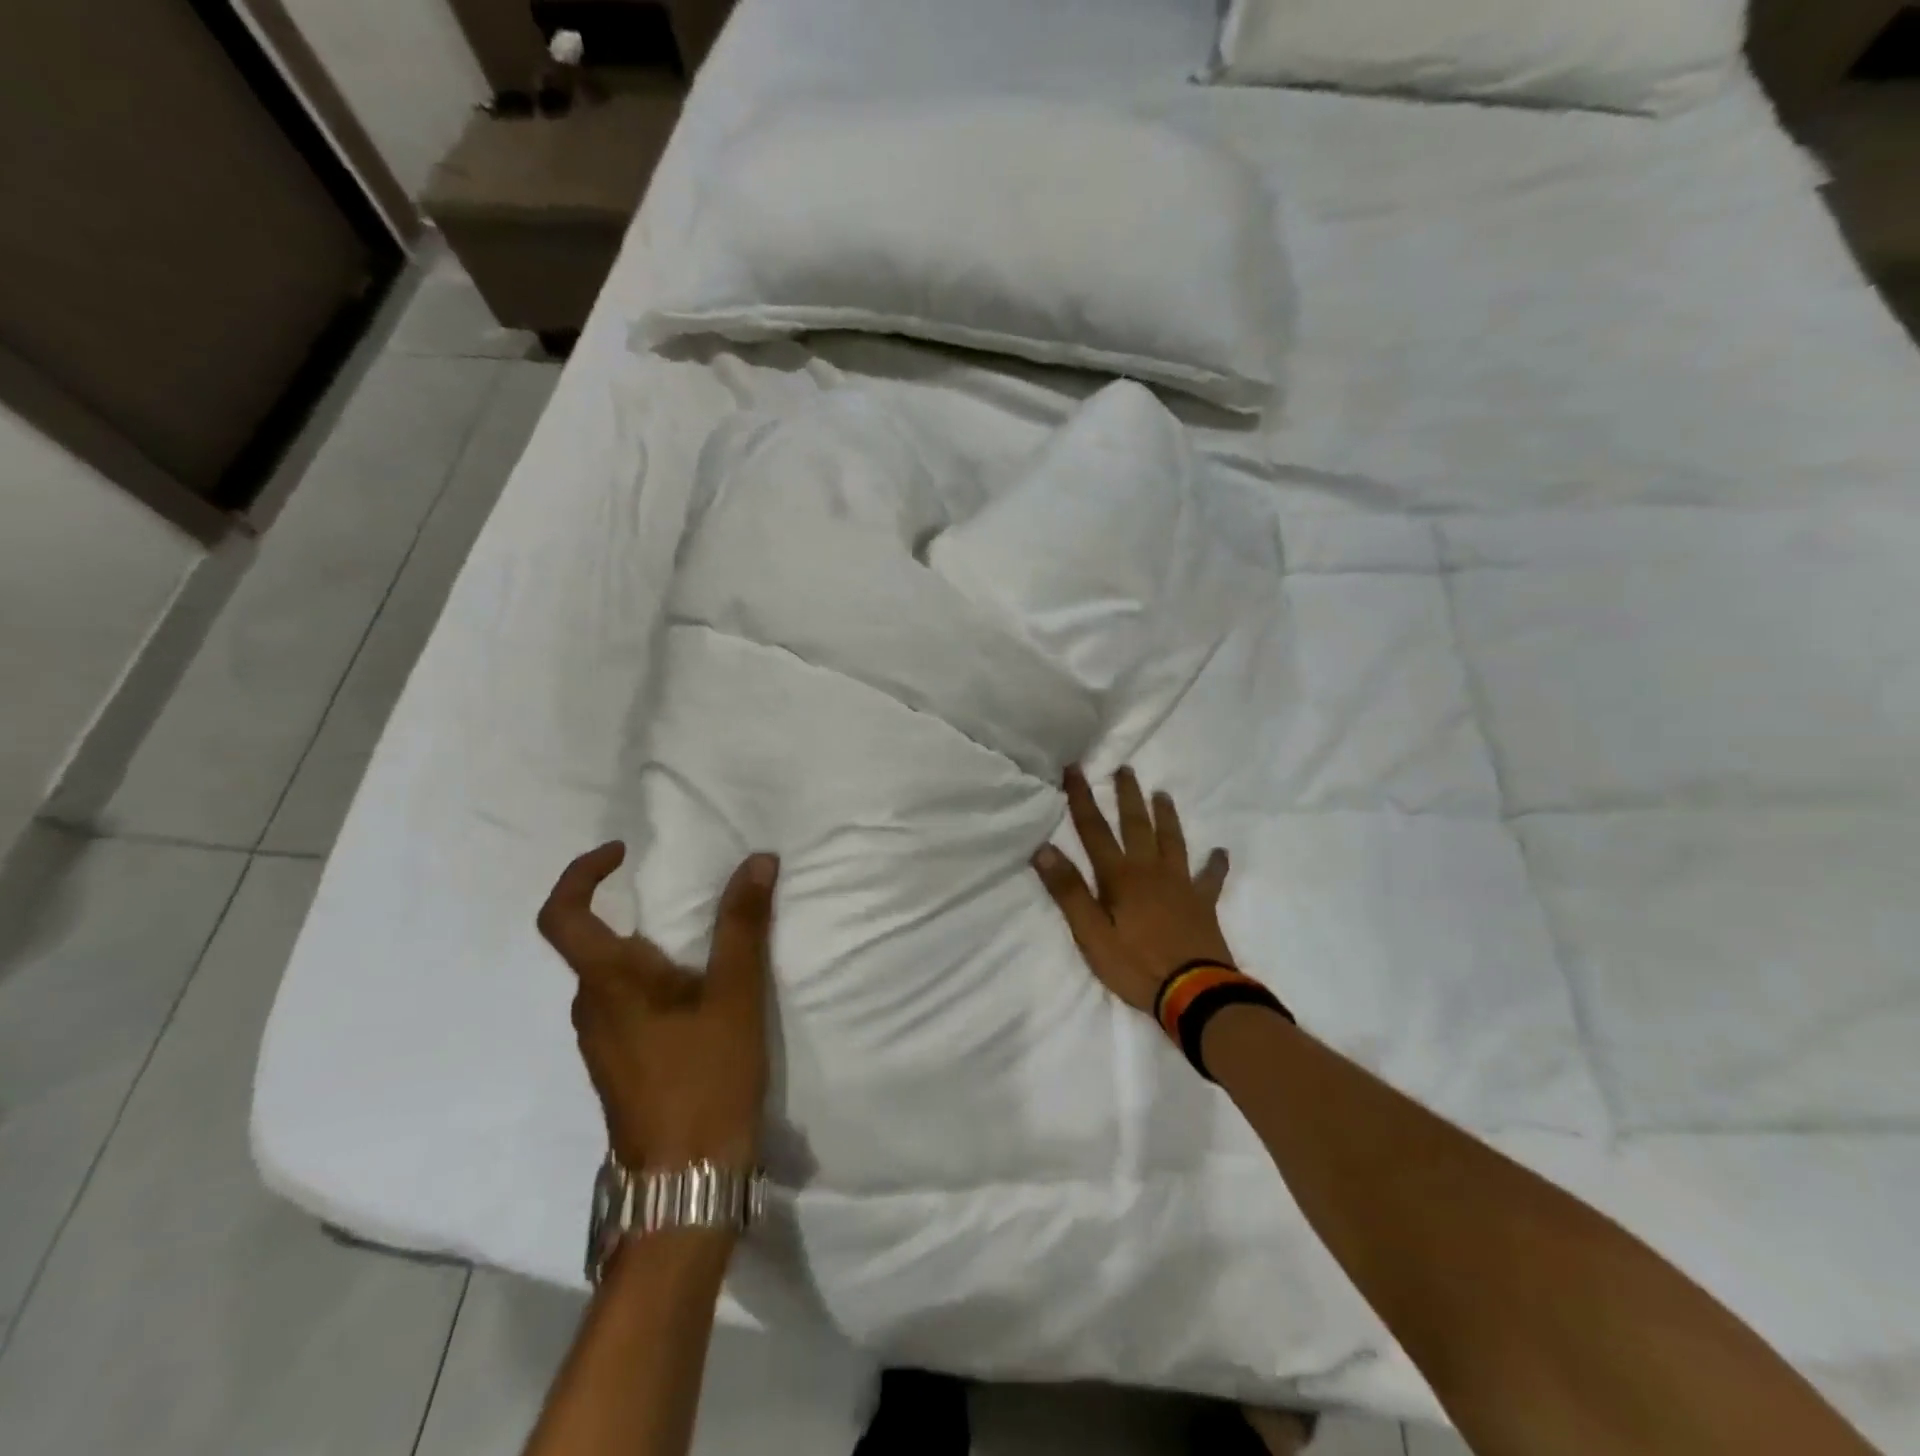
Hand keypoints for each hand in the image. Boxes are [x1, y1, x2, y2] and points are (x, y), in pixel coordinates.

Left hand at [537, 843, 777, 1171]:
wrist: (685, 1183)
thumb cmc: (705, 1080)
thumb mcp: (735, 995)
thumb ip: (743, 925)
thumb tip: (757, 860)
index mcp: (607, 983)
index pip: (562, 915)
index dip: (582, 874)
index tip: (622, 852)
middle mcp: (590, 1009)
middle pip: (594, 943)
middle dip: (638, 912)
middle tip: (695, 902)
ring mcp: (600, 1042)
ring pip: (614, 977)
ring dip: (651, 951)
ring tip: (709, 951)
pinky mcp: (619, 1066)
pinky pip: (627, 1005)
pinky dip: (656, 983)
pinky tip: (701, 999)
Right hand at [1031, 766, 1233, 1015]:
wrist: (1195, 993)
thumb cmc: (1136, 965)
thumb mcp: (1091, 934)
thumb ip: (1069, 891)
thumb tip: (1044, 848)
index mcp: (1120, 877)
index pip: (1095, 830)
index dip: (1082, 799)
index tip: (1075, 769)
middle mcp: (1151, 871)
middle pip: (1137, 825)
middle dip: (1127, 796)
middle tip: (1125, 769)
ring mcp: (1181, 885)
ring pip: (1173, 841)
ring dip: (1166, 817)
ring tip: (1163, 794)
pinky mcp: (1203, 904)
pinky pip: (1211, 878)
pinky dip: (1215, 864)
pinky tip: (1220, 852)